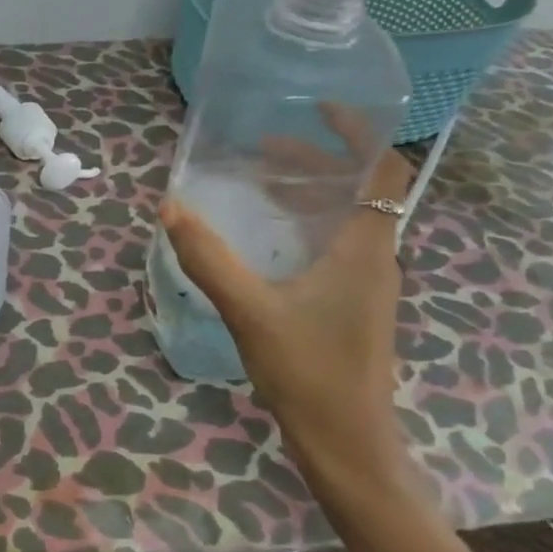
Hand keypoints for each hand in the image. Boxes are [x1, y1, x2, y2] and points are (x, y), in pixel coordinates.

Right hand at [160, 151, 414, 496]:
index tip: (320, 107)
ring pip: (347, 220)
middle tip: (266, 146)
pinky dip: (307, 226)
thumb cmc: (308, 373)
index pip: (382, 169)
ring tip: (262, 182)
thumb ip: (209, 258)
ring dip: (310, 193)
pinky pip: (337, 246)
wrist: (347, 444)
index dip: (359, 131)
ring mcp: (367, 284)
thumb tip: (170, 207)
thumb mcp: (250, 310)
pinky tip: (269, 239)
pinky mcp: (354, 306)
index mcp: (364, 248)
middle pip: (359, 189)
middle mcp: (375, 258)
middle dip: (316, 160)